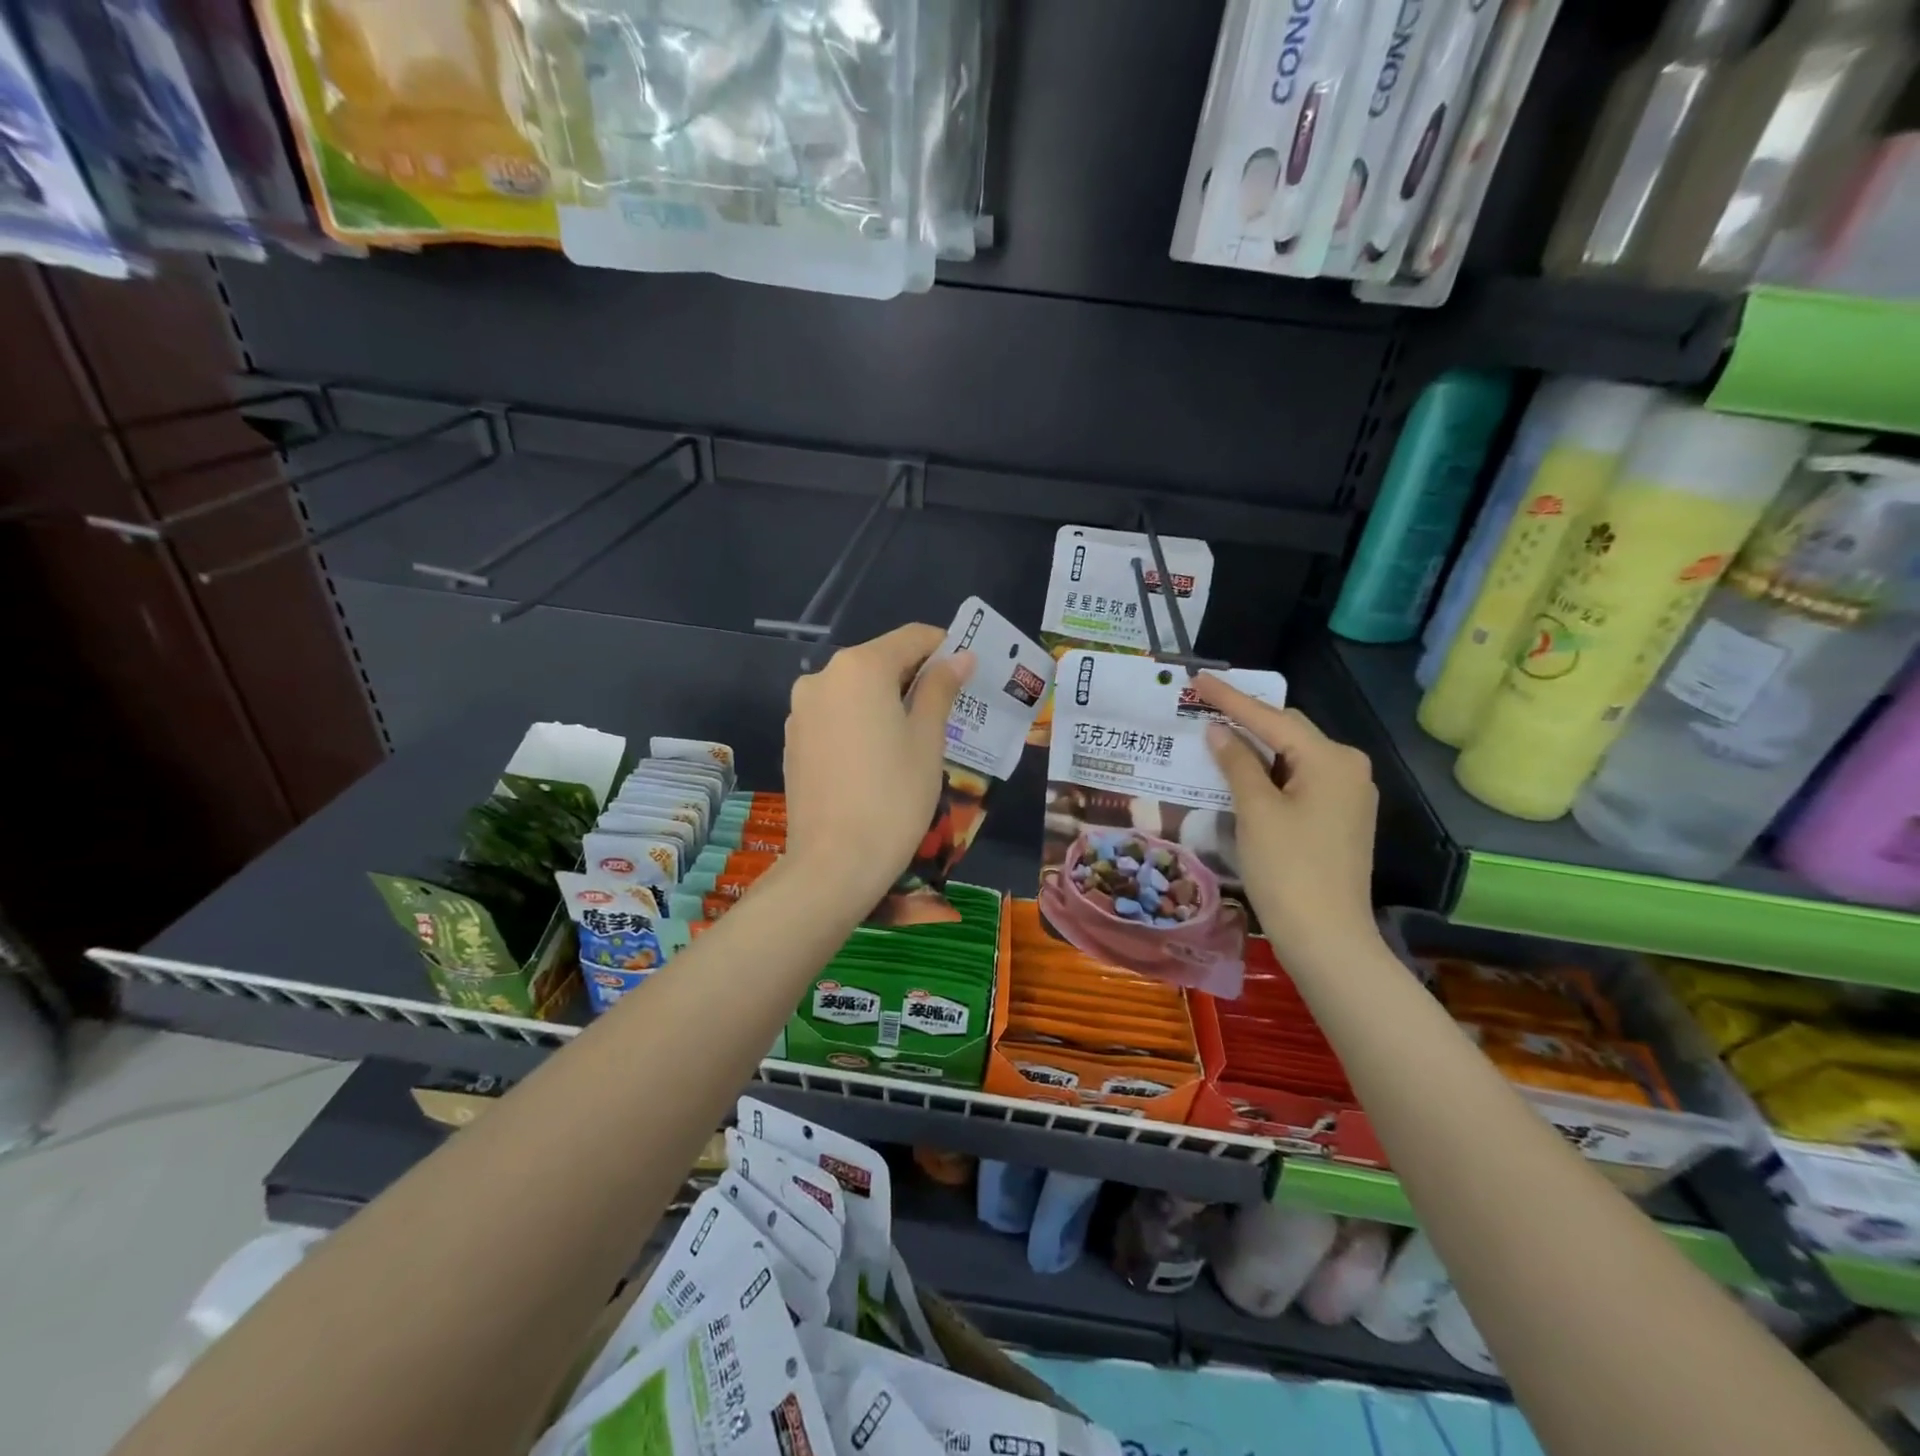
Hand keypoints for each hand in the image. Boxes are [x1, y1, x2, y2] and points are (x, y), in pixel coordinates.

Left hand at [783, 624, 973, 908]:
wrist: (834, 863)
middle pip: (880, 662)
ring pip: (856, 690)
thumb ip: (940, 689)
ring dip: (886, 702)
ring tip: (913, 739)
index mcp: (860, 667)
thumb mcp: (927, 739)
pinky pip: (835, 716)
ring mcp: (802, 709)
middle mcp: (823, 677)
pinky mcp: (793, 740)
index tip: (968, 672)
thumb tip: (959, 658)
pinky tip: (877, 759)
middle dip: (916, 678)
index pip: (912, 638)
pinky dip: (860, 723)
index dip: (944, 648)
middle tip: (948, 709)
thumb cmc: (894, 796)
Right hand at [1194, 674, 1381, 969]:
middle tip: (1201, 708)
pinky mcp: (1340, 818)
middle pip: (1288, 731)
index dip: (1230, 698)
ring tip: (1214, 737)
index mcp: (1331, 759)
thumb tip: (1218, 731)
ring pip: (1293, 756)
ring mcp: (1348, 794)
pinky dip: (1269, 773)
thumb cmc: (1288, 869)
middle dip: (1245, 719)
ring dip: (1255, 747)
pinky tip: (1241, 773)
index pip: (1272, 718)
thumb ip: (1237, 763)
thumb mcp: (1256, 811)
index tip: (1197, 679)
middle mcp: (1348, 768)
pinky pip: (1299, 779)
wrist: (1327, 938)